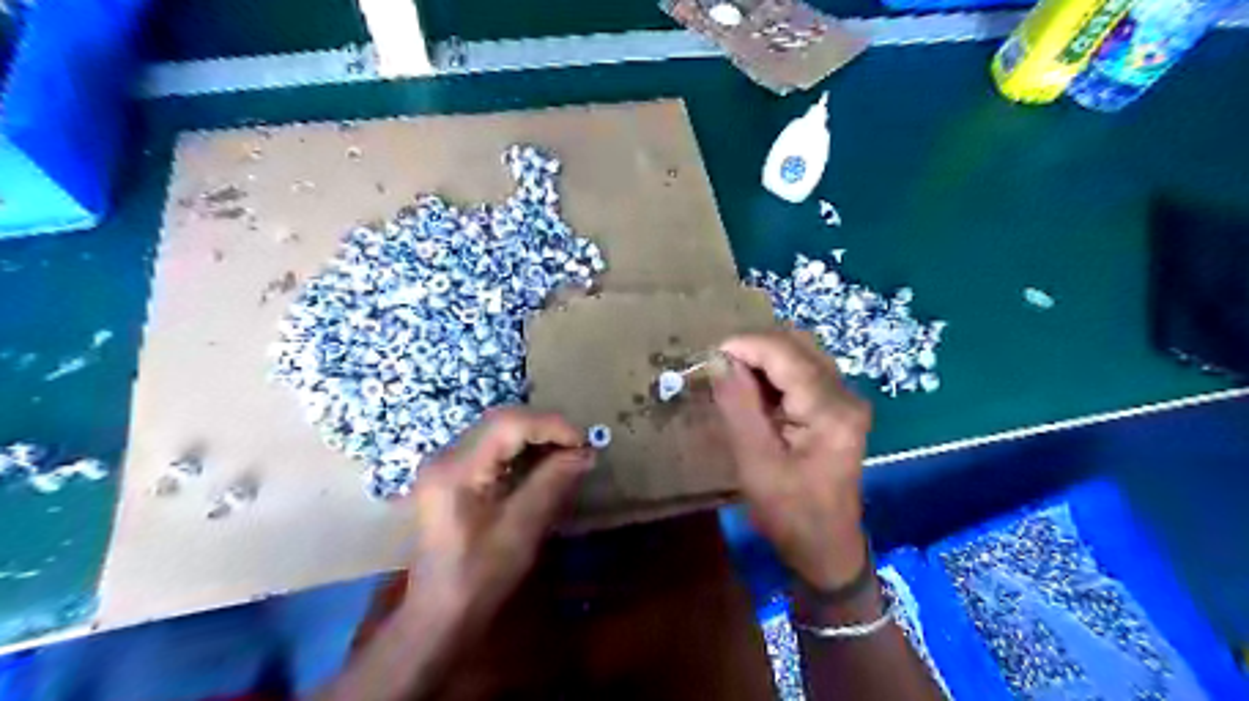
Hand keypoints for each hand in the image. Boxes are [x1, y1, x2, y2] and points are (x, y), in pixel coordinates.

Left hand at [403, 410, 591, 634]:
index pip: (507, 424)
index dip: (550, 425)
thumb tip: (586, 452)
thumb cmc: (480, 578)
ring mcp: (445, 465)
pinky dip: (521, 449)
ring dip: (534, 436)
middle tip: (578, 445)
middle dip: (544, 427)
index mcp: (457, 470)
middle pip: (500, 421)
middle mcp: (446, 457)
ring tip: (566, 451)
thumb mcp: (522, 529)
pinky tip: (541, 463)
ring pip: (496, 430)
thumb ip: (552, 483)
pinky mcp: (451, 476)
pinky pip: (491, 447)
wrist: (440, 616)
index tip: (583, 442)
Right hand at [711, 332, 869, 588]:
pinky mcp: (838, 408)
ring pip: (800, 355)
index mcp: (830, 409)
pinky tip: (754, 393)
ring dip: (763, 359)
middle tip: (718, 368)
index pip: (784, 353)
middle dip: (753, 349)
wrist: (827, 548)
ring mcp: (845, 399)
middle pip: (796, 345)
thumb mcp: (756, 461)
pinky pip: (803, 373)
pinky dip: (775, 374)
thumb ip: (738, 405)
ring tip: (732, 379)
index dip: (744, 345)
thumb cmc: (789, 513)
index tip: (708, 356)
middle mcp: (845, 394)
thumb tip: (719, 361)